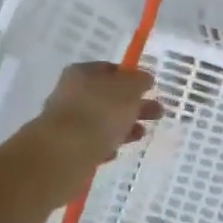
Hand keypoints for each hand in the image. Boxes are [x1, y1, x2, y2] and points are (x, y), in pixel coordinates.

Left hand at [19, 63, 160, 197]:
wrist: (64, 153)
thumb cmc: (100, 112)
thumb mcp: (129, 89)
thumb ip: (139, 81)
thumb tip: (144, 79)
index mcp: (82, 73)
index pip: (111, 69)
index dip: (132, 77)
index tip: (150, 89)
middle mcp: (71, 93)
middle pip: (108, 96)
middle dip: (134, 105)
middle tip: (157, 113)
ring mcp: (66, 121)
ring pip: (102, 120)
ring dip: (124, 126)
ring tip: (141, 134)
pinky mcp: (66, 147)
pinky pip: (92, 142)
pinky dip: (105, 145)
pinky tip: (115, 151)